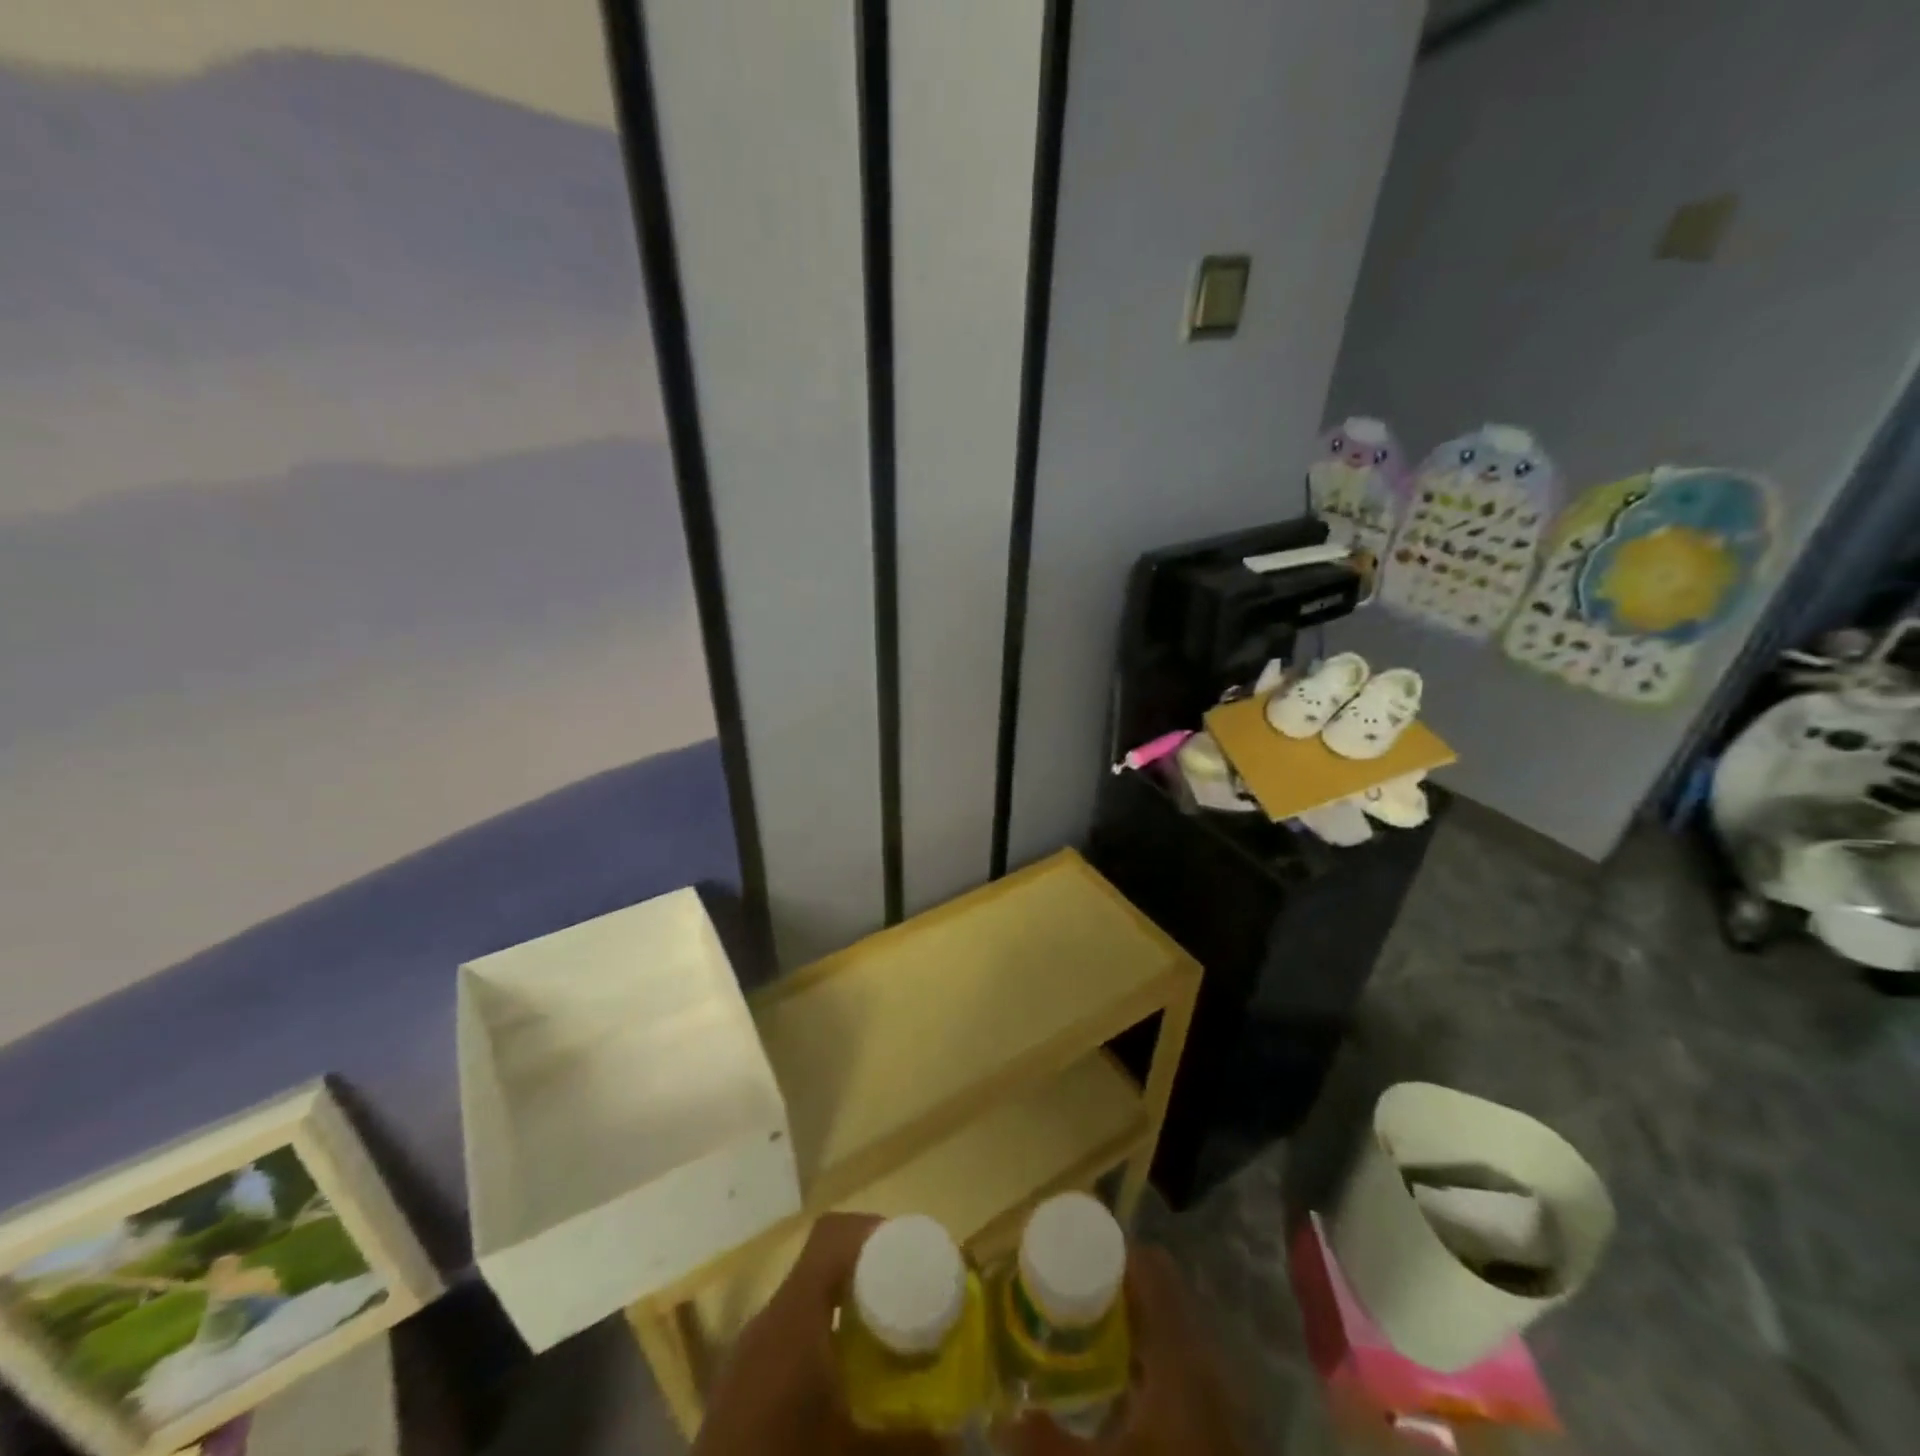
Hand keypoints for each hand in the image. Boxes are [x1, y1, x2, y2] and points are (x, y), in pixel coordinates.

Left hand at [693, 1212, 947, 1455]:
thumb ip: (911, 1442)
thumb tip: (959, 1438)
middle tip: (911, 1295)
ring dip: (847, 1303)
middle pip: (822, 1263)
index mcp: (794, 1317)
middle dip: (870, 1270)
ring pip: (806, 1298)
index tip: (912, 1252)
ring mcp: (749, 1351)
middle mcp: (769, 1320)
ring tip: (886, 1334)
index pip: (832, 1234)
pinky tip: (847, 1376)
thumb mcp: (856, 1455)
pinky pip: (790, 1332)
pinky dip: (824, 1334)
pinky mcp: (741, 1384)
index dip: (873, 1230)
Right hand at [996, 1244, 1247, 1455]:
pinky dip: (1147, 1353)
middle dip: (1112, 1283)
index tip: (1067, 1248)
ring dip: (1130, 1318)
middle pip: (1158, 1289)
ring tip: (1084, 1328)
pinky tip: (1118, 1381)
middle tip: (1066, 1289)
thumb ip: (1046, 1447)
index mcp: (1180, 1352)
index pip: (1149, 1266)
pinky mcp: (1222, 1418)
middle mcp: (1205, 1355)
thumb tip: (998, 1420)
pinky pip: (1180, 1358)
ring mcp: (1219, 1387)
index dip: (1109, 1249)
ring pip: (1170, 1324)